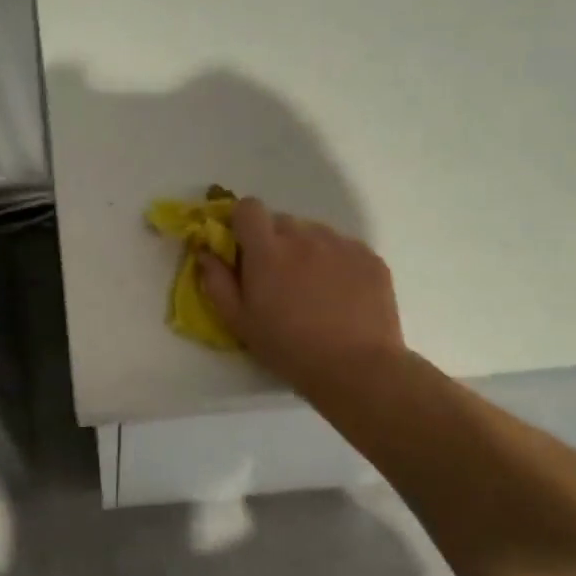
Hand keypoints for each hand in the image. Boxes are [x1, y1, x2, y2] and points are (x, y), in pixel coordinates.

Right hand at [197, 198, 404, 391]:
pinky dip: (336, 262)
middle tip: (278, 277)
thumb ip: (216, 282)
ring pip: (314, 233)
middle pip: (282, 221)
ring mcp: (341, 244)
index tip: (243, 247)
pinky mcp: (370, 258)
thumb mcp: (239, 322)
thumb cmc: (288, 348)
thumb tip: (205, 252)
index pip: (249, 207)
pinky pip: (344, 248)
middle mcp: (304, 237)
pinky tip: (340, 295)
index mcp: (267, 250)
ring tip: (313, 288)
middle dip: (274, 241)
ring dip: (306, 250)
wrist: (357, 368)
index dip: (243, 222)